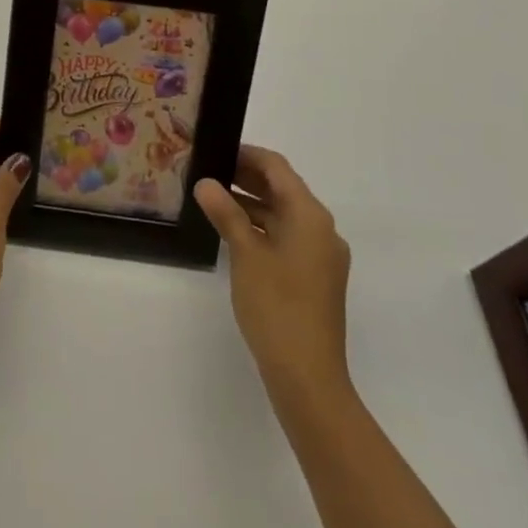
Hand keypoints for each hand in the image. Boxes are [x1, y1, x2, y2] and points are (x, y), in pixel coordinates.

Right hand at [196, 145, 351, 400]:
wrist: (308, 377)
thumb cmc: (277, 307)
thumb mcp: (245, 254)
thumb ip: (226, 213)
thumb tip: (205, 183)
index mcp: (310, 216)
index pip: (277, 168)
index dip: (246, 154)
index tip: (215, 150)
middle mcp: (322, 229)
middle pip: (283, 189)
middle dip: (246, 177)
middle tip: (208, 172)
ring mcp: (321, 255)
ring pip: (283, 215)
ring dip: (251, 203)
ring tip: (212, 200)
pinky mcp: (315, 277)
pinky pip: (287, 237)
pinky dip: (261, 228)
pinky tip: (233, 233)